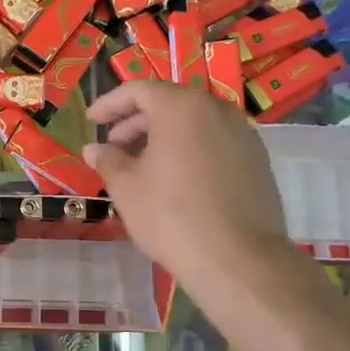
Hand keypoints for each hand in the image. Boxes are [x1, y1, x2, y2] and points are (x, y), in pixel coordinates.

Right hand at [85, 82, 291, 291]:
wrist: (238, 259)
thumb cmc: (172, 216)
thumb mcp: (127, 188)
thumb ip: (108, 160)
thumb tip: (94, 149)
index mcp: (182, 107)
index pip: (139, 90)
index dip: (110, 103)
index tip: (92, 120)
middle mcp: (217, 110)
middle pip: (170, 104)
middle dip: (137, 122)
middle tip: (114, 147)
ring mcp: (243, 134)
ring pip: (195, 123)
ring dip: (164, 137)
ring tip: (142, 166)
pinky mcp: (257, 161)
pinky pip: (215, 143)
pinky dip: (190, 150)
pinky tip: (177, 180)